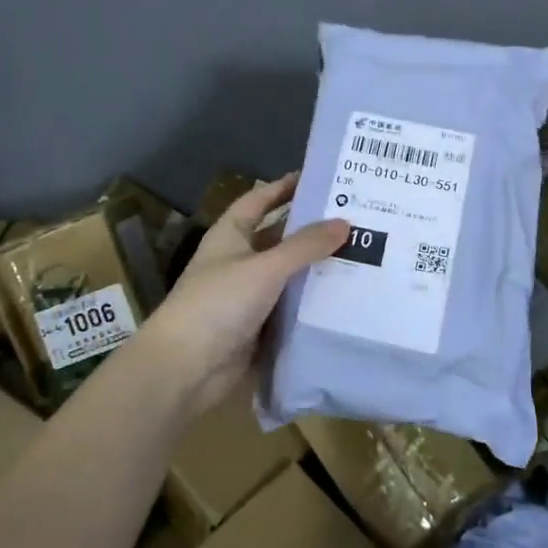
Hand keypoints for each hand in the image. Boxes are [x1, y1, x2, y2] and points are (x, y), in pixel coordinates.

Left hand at [140, 174, 348, 417]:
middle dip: (311, 229)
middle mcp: (239, 261)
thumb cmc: (218, 303)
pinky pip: (291, 306)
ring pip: (288, 274)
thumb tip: (344, 222)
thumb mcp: (265, 267)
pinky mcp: (259, 326)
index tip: (318, 177)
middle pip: (279, 237)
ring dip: (316, 267)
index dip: (284, 187)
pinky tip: (346, 295)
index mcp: (230, 236)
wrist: (185, 369)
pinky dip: (313, 301)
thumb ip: (305, 246)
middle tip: (353, 218)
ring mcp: (248, 295)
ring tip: (362, 254)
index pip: (259, 201)